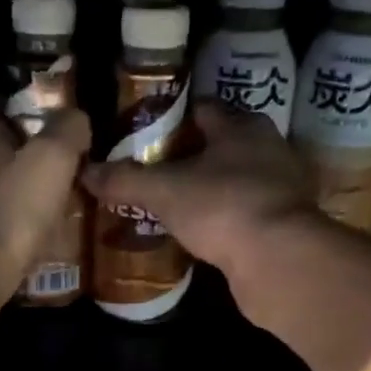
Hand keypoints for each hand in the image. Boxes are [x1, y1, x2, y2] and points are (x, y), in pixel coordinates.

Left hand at [0, 95, 90, 301]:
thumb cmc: (13, 205)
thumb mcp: (51, 156)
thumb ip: (67, 130)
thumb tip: (76, 118)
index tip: (26, 105)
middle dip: (24, 145)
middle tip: (63, 150)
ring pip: (4, 184)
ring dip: (30, 184)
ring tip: (69, 188)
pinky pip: (10, 219)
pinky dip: (30, 219)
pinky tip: (57, 225)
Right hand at [81, 100, 321, 276]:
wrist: (280, 261)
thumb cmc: (223, 207)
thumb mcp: (163, 191)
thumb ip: (125, 179)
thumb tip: (85, 171)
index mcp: (242, 126)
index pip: (201, 109)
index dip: (171, 119)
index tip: (142, 134)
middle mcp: (268, 149)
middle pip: (219, 145)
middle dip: (187, 157)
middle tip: (150, 171)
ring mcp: (282, 188)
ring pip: (234, 180)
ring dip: (207, 190)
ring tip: (170, 204)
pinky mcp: (285, 224)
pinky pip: (244, 213)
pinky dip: (222, 219)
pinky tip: (198, 233)